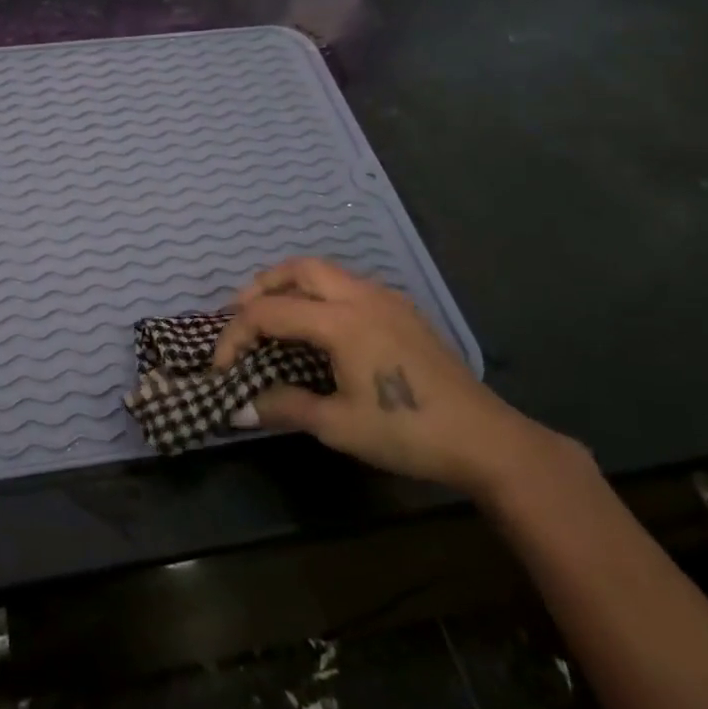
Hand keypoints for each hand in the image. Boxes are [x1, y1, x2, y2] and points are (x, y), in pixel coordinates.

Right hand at [216, 257, 553, 495]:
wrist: (485, 439)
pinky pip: (348, 284)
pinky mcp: (403, 310)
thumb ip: (285, 406)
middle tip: (239, 315)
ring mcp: (386, 299)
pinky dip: (319, 292)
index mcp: (342, 321)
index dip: (236, 335)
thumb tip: (240, 406)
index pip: (270, 312)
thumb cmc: (407, 432)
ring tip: (272, 315)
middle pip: (299, 269)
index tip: (221, 367)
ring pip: (326, 271)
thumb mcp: (338, 426)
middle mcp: (362, 297)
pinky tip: (318, 325)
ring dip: (291, 285)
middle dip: (261, 286)